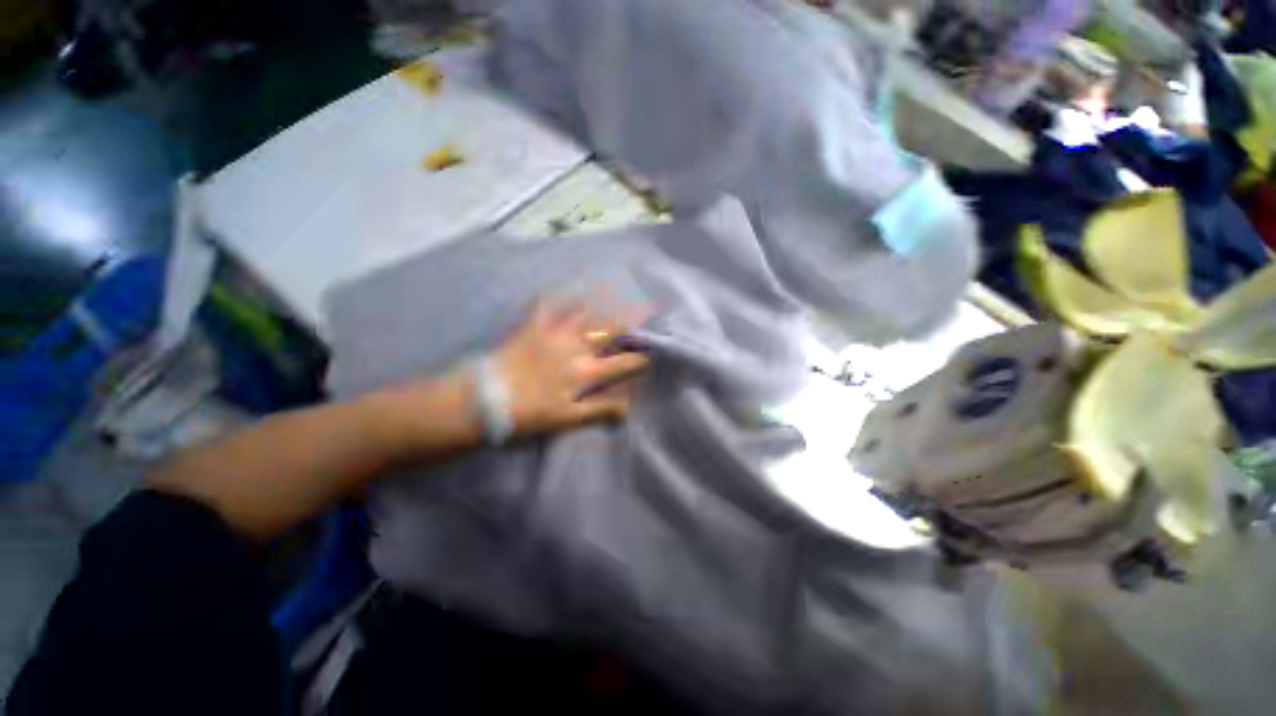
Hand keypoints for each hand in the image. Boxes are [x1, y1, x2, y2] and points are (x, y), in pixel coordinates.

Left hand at [492, 303, 649, 436]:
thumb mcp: (566, 420)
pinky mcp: (532, 327)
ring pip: (585, 311)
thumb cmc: (527, 415)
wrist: (481, 401)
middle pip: (610, 329)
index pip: (624, 363)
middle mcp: (575, 347)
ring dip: (604, 301)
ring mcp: (553, 333)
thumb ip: (599, 411)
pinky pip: (548, 304)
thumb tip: (628, 408)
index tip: (649, 357)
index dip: (641, 360)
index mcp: (585, 372)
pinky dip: (560, 295)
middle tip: (643, 312)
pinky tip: (569, 287)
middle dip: (631, 322)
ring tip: (617, 292)